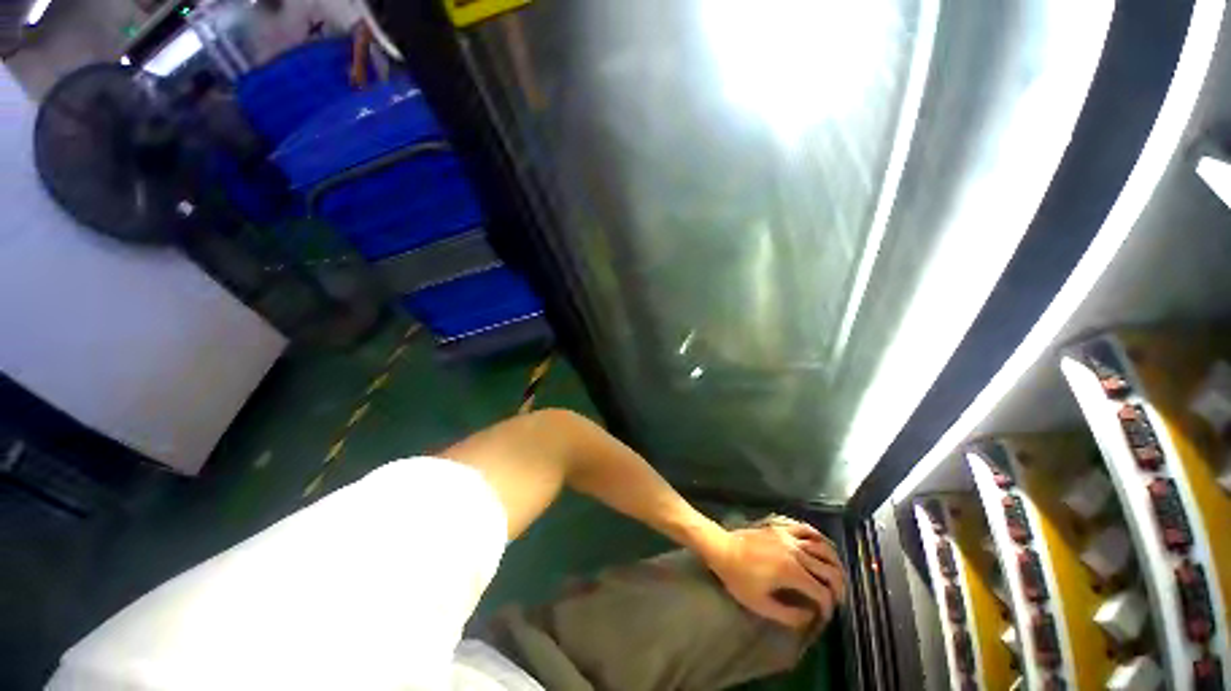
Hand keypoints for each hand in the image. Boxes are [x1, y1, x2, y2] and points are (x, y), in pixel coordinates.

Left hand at [704, 518, 845, 629]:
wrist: (722, 548)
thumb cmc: (739, 578)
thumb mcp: (761, 605)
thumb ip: (789, 615)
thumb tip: (809, 616)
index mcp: (791, 572)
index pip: (822, 592)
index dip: (828, 607)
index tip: (824, 616)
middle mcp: (795, 551)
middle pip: (829, 569)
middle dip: (838, 587)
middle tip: (836, 599)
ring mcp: (788, 536)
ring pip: (822, 547)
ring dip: (834, 563)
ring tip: (836, 576)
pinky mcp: (781, 527)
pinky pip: (806, 529)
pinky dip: (819, 538)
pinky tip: (822, 547)